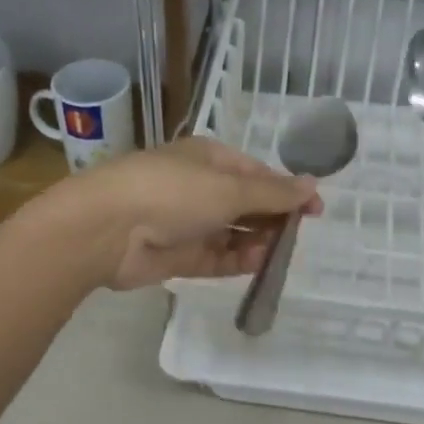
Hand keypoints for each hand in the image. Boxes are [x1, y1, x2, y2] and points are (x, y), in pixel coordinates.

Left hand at [37, 138, 322, 290]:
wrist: (107, 229)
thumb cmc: (172, 192)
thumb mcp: (229, 188)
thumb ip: (272, 193)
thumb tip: (313, 185)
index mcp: (209, 159)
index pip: (257, 173)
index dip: (287, 191)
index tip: (316, 211)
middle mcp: (199, 188)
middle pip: (247, 204)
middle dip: (273, 219)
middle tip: (298, 237)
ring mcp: (188, 223)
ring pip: (234, 233)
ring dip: (257, 242)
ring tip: (279, 253)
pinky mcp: (179, 256)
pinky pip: (217, 258)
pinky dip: (238, 261)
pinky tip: (258, 264)